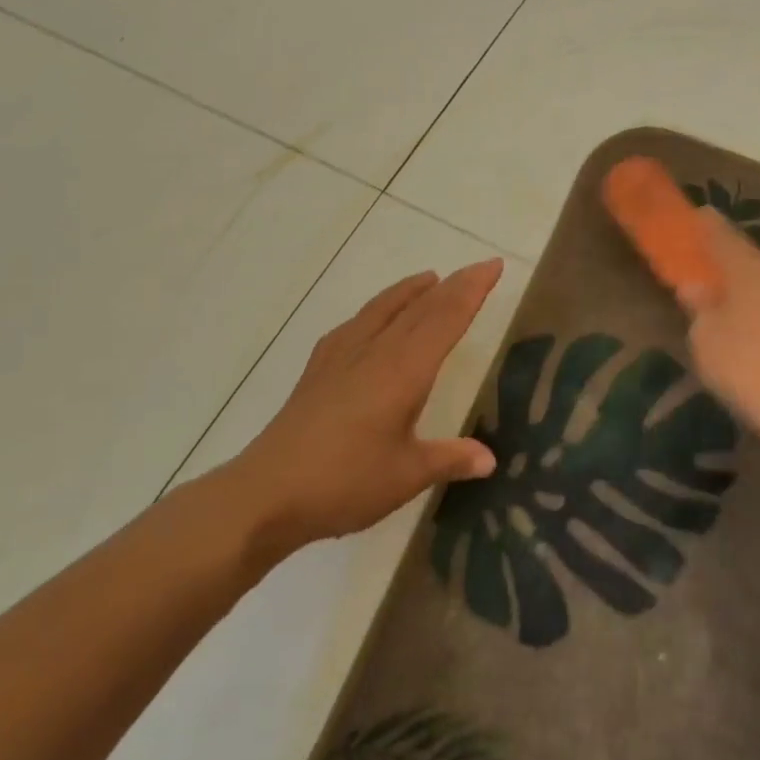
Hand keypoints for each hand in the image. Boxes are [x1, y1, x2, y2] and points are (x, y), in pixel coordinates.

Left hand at [228, 259, 503, 553]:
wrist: (265, 494)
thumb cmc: (344, 483)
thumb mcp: (406, 476)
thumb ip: (450, 459)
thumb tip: (489, 459)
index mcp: (404, 370)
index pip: (446, 319)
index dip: (472, 291)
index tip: (494, 265)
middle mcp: (376, 352)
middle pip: (421, 307)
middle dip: (453, 284)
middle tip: (478, 267)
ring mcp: (342, 356)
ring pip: (384, 308)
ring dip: (411, 290)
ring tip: (430, 278)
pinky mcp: (318, 369)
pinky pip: (354, 324)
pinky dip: (375, 310)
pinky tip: (371, 319)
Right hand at [682, 213, 759, 441]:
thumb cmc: (747, 369)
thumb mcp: (706, 341)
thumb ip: (700, 308)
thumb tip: (696, 286)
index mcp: (749, 271)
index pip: (723, 237)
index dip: (708, 226)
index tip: (701, 214)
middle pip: (755, 263)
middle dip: (737, 267)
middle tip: (720, 279)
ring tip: (748, 318)